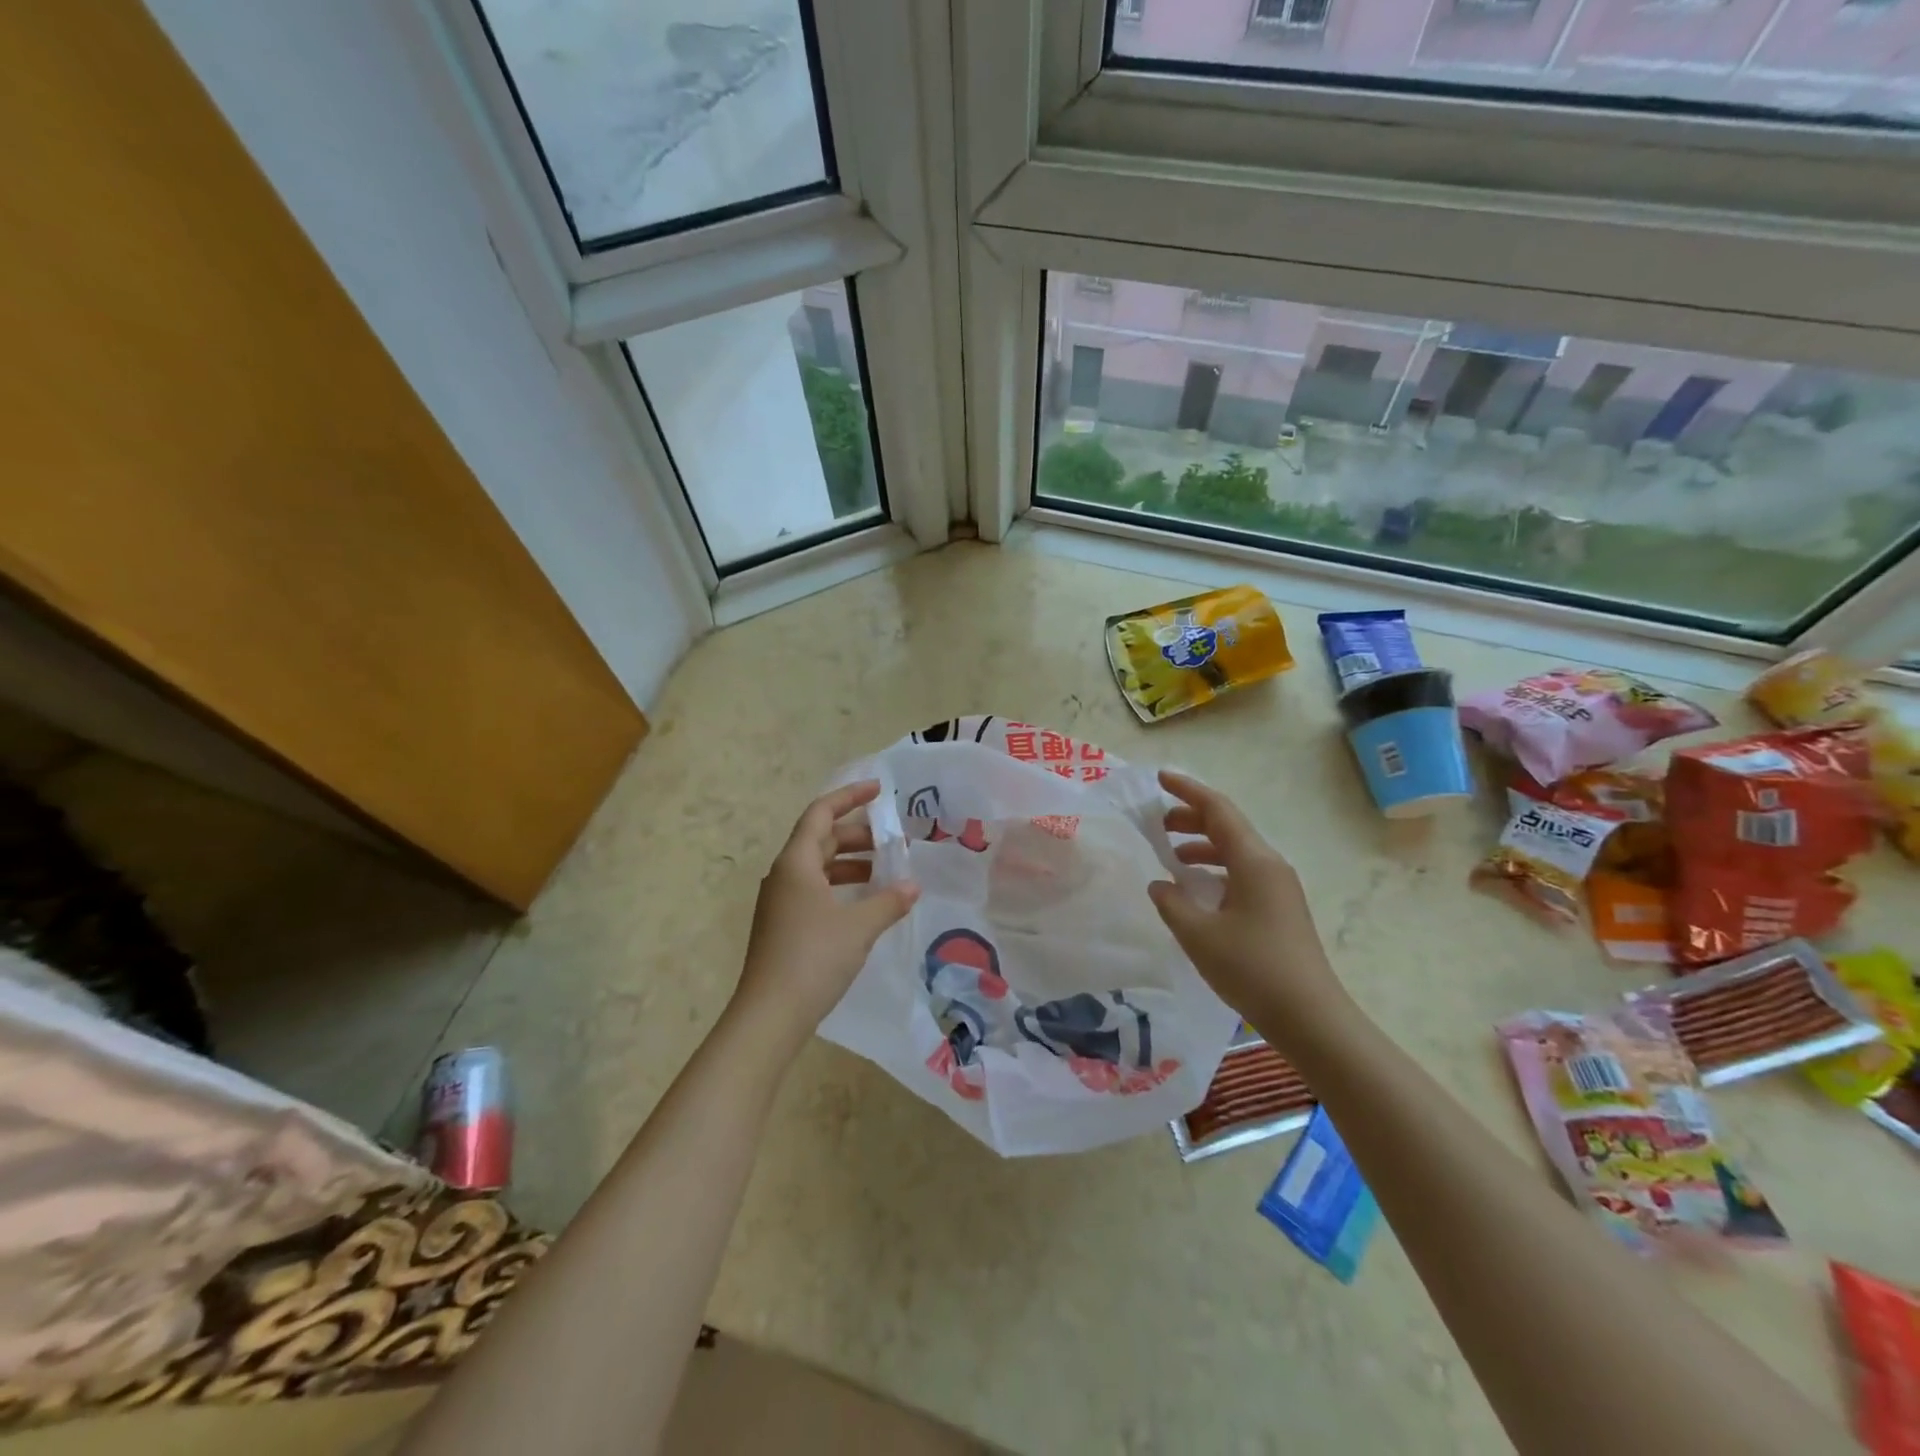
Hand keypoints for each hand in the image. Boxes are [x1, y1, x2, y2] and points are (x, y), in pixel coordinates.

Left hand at [731, 781, 918, 1056]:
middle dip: (857, 834)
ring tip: (884, 871)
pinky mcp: (782, 925)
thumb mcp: (859, 927)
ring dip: (850, 863)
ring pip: (818, 867)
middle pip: (820, 839)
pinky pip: (814, 890)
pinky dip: (840, 886)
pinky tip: (863, 903)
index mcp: (796, 862)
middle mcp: (784, 874)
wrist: (770, 1015)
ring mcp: (780, 901)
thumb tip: (912, 886)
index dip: (849, 796)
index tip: (879, 790)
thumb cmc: (814, 958)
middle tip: (892, 841)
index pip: (821, 813)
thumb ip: (889, 900)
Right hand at [1147, 770, 1353, 1050]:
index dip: (1187, 790)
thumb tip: (1160, 885)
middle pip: (1227, 826)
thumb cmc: (1253, 969)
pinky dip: (1214, 870)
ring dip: (1201, 846)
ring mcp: (1278, 887)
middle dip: (1190, 818)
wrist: (1310, 1017)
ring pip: (1234, 851)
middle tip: (1156, 823)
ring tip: (1170, 856)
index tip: (1159, 778)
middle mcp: (1269, 865)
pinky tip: (1195, 891)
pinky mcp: (1279, 908)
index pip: (1218, 810)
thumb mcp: (1199, 935)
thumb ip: (1172, 903)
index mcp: (1254, 861)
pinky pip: (1241, 872)